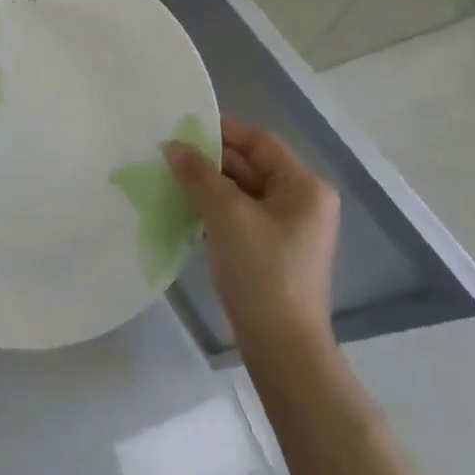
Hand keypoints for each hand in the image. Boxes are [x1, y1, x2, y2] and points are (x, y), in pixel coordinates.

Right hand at [166, 116, 339, 354]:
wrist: (282, 349)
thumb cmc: (261, 271)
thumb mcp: (226, 215)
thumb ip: (198, 174)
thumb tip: (172, 146)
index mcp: (304, 187)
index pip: (260, 142)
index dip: (223, 131)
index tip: (184, 126)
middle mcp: (302, 203)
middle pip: (251, 166)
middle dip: (211, 159)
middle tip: (169, 152)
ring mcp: (289, 230)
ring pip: (243, 193)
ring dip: (209, 185)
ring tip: (170, 176)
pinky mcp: (273, 253)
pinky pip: (241, 217)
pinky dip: (215, 210)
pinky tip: (185, 209)